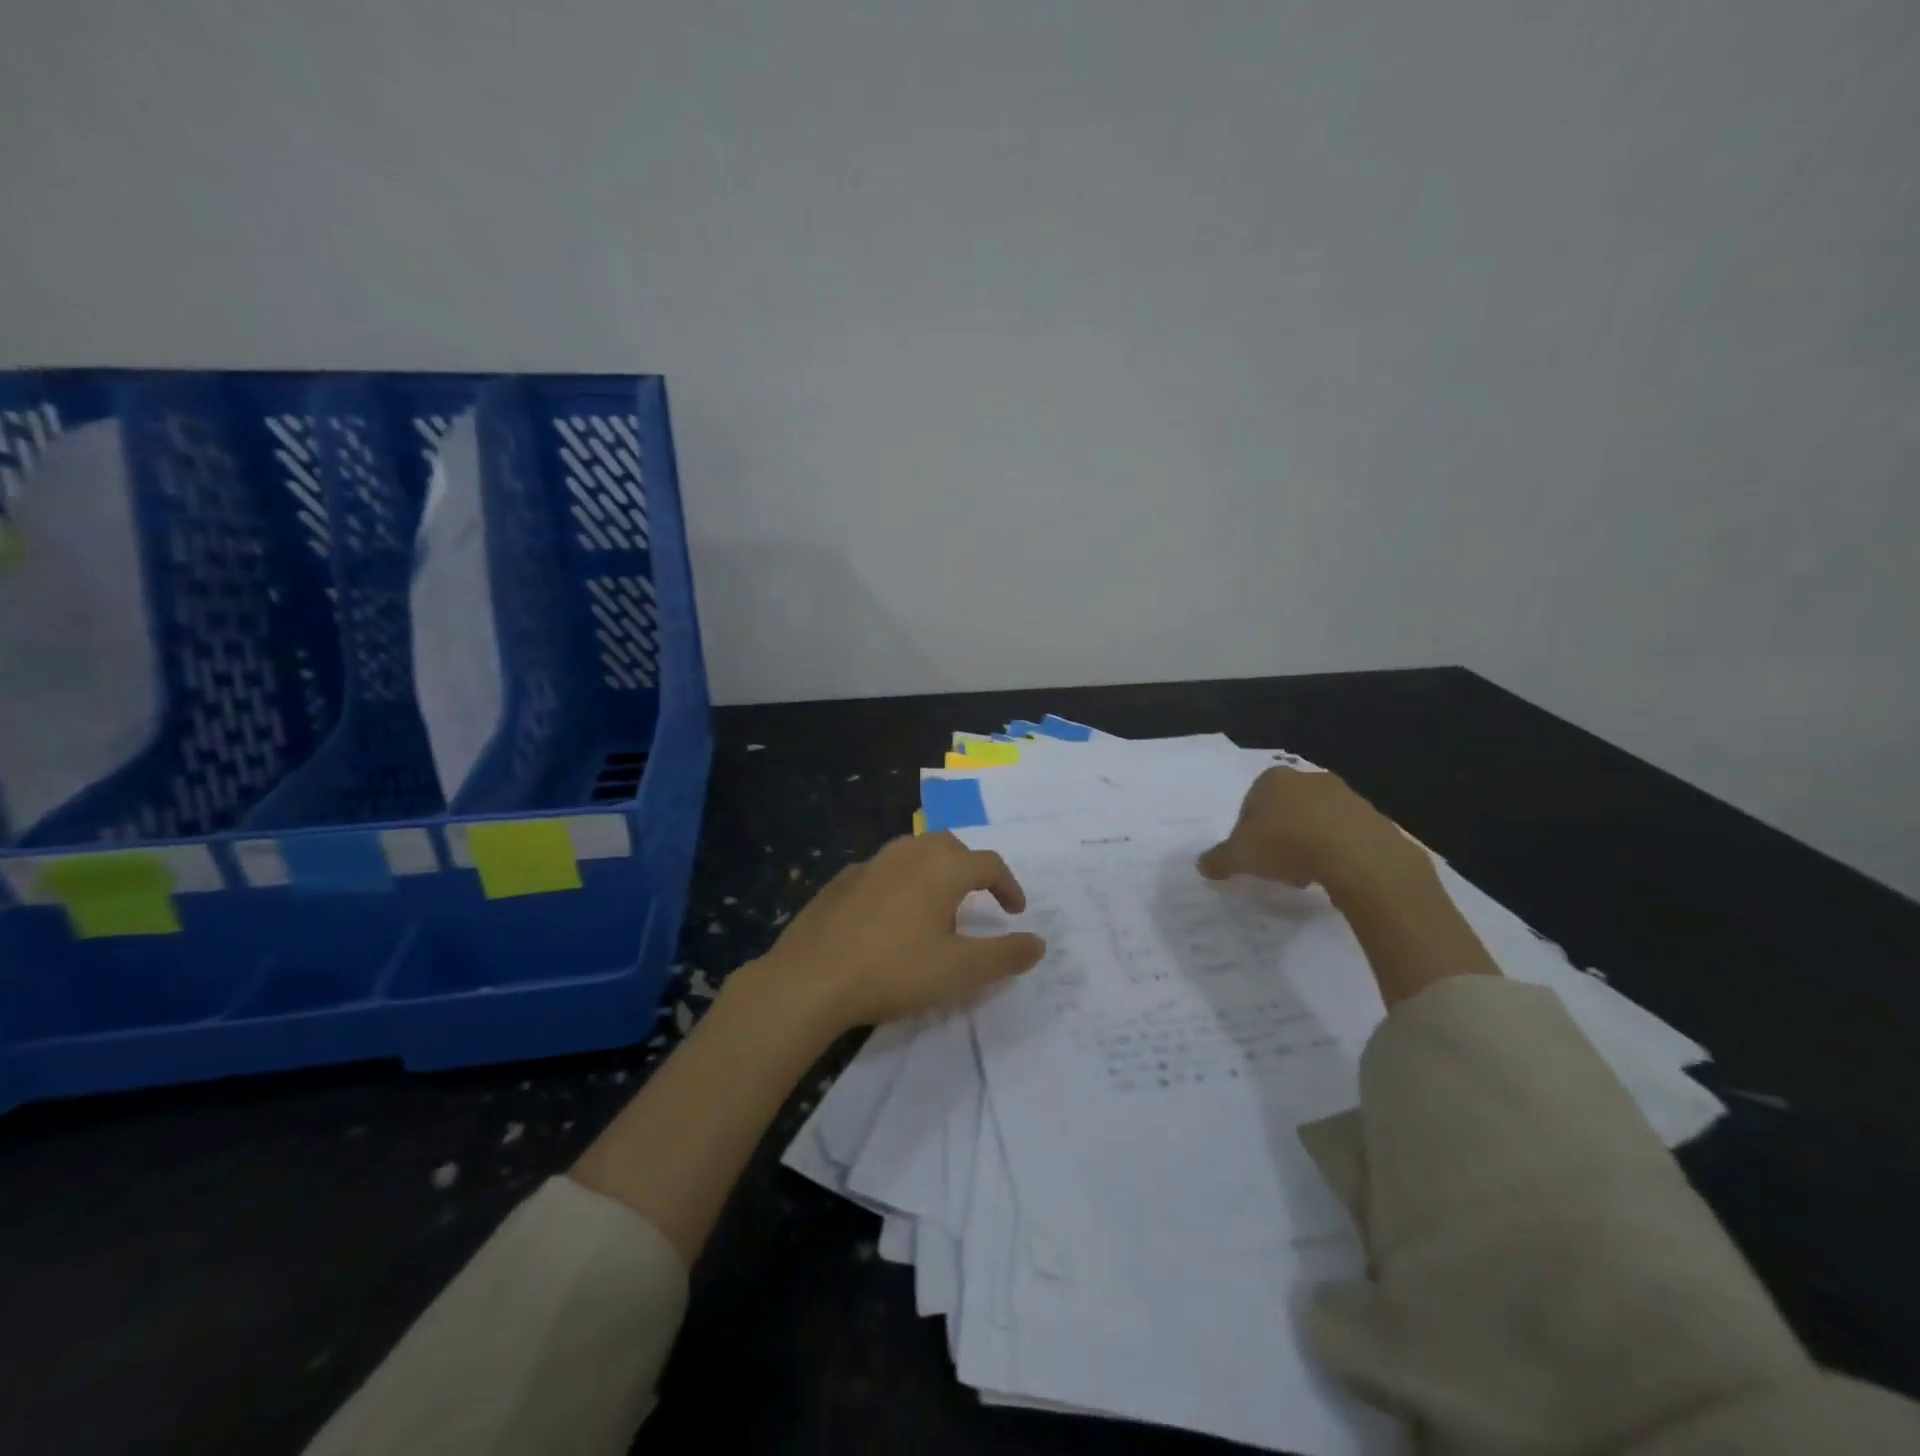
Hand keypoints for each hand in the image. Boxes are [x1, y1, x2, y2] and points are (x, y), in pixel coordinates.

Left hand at [751, 832, 1046, 1031]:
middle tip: (978, 900)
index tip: (1016, 913)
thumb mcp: (961, 971)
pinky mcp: (841, 881)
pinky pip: (883, 871)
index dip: (1009, 886)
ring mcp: (870, 864)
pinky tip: (890, 916)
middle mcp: (908, 853)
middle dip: (971, 869)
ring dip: (934, 871)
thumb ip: (1006, 955)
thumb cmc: (895, 970)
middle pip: (950, 847)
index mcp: (942, 867)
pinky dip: (900, 884)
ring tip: (936, 906)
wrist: (811, 979)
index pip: (989, 864)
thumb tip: (1039, 942)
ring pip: (913, 853)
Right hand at [1198, 767, 1424, 901]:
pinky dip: (1335, 850)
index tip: (1251, 857)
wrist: (1358, 856)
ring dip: (1306, 844)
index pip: (1249, 804)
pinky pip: (1343, 833)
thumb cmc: (1287, 845)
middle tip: (1276, 867)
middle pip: (1283, 810)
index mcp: (1271, 779)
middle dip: (1278, 836)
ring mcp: (1343, 794)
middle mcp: (1306, 777)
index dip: (1247, 832)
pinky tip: (1331, 873)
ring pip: (1314, 820)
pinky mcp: (1371, 815)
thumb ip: (1219, 859)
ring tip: (1305, 875)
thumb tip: (1202, 865)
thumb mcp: (1240, 857)